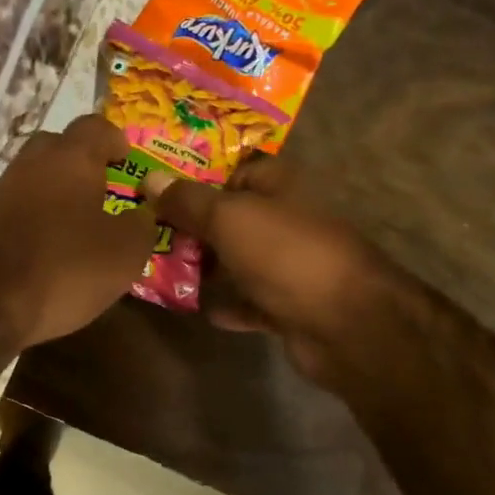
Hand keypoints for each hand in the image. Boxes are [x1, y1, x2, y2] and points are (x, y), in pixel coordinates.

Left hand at [0, 116, 157, 349]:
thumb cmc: (64, 271)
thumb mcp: (124, 254)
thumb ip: (141, 225)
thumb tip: (141, 213)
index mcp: (68, 159)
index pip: (95, 127)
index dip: (115, 140)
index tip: (127, 160)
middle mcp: (28, 165)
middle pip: (57, 148)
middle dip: (80, 163)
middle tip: (101, 191)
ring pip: (31, 180)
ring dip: (53, 194)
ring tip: (74, 225)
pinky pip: (13, 209)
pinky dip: (31, 220)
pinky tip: (42, 249)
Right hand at [146, 155, 387, 385]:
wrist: (345, 323)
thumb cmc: (286, 255)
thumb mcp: (229, 217)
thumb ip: (187, 200)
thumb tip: (149, 179)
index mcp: (280, 187)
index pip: (238, 171)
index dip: (202, 178)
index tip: (162, 194)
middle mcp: (288, 221)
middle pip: (235, 217)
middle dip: (196, 226)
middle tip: (152, 235)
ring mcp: (291, 265)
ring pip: (240, 260)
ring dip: (210, 267)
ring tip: (165, 271)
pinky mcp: (290, 305)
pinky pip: (251, 302)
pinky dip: (230, 305)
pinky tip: (202, 310)